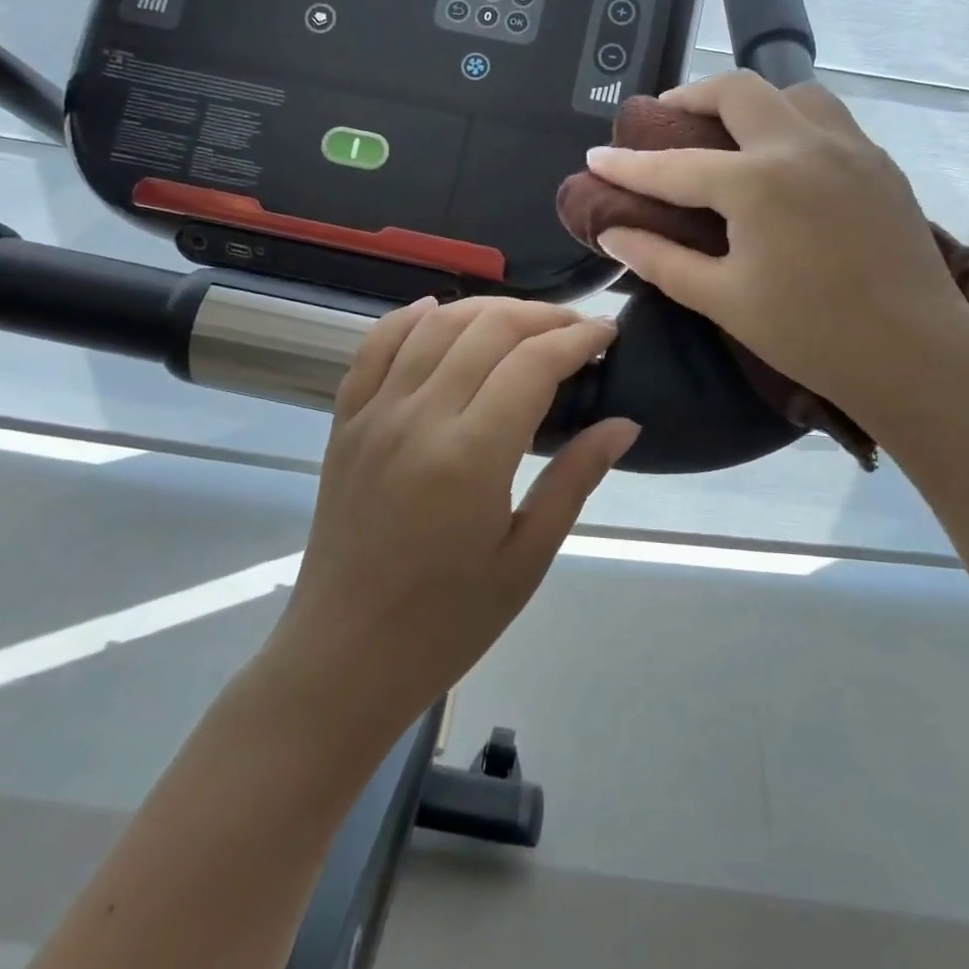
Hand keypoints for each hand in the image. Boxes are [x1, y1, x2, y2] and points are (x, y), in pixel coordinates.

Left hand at [271, 297, 637, 741]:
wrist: (343, 658)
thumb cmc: (447, 621)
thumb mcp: (527, 558)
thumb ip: (575, 478)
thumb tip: (625, 423)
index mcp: (470, 456)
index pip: (534, 363)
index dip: (578, 338)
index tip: (609, 334)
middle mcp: (419, 418)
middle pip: (488, 329)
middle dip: (542, 316)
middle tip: (576, 330)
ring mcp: (374, 414)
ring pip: (436, 324)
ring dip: (487, 310)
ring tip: (524, 323)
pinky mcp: (345, 421)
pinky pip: (376, 346)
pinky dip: (411, 318)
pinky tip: (437, 313)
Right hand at [586, 70, 968, 415]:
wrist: (914, 353)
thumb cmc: (809, 334)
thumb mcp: (723, 299)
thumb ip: (661, 259)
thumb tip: (612, 230)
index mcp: (758, 183)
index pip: (675, 165)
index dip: (628, 164)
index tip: (595, 157)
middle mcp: (803, 145)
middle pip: (737, 90)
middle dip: (690, 98)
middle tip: (665, 122)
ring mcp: (849, 147)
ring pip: (792, 92)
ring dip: (751, 102)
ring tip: (730, 134)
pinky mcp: (879, 162)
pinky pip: (828, 118)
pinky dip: (793, 120)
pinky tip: (785, 159)